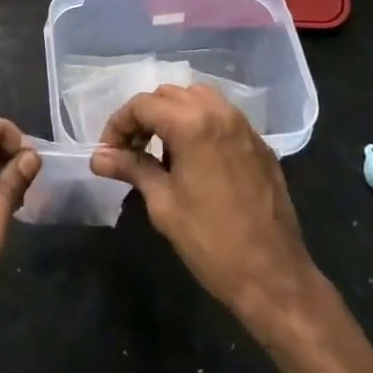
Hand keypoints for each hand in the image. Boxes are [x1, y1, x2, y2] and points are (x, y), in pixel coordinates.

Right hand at [91, 84, 319, 333]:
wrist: (274, 277)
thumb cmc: (211, 242)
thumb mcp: (163, 204)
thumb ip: (132, 168)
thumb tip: (98, 158)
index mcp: (193, 124)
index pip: (143, 105)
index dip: (118, 125)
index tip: (108, 153)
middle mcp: (220, 112)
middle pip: (169, 95)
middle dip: (144, 117)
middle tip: (130, 151)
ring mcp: (244, 126)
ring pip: (198, 98)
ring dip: (173, 115)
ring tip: (161, 152)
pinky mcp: (259, 143)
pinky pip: (222, 117)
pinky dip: (200, 124)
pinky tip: (193, 159)